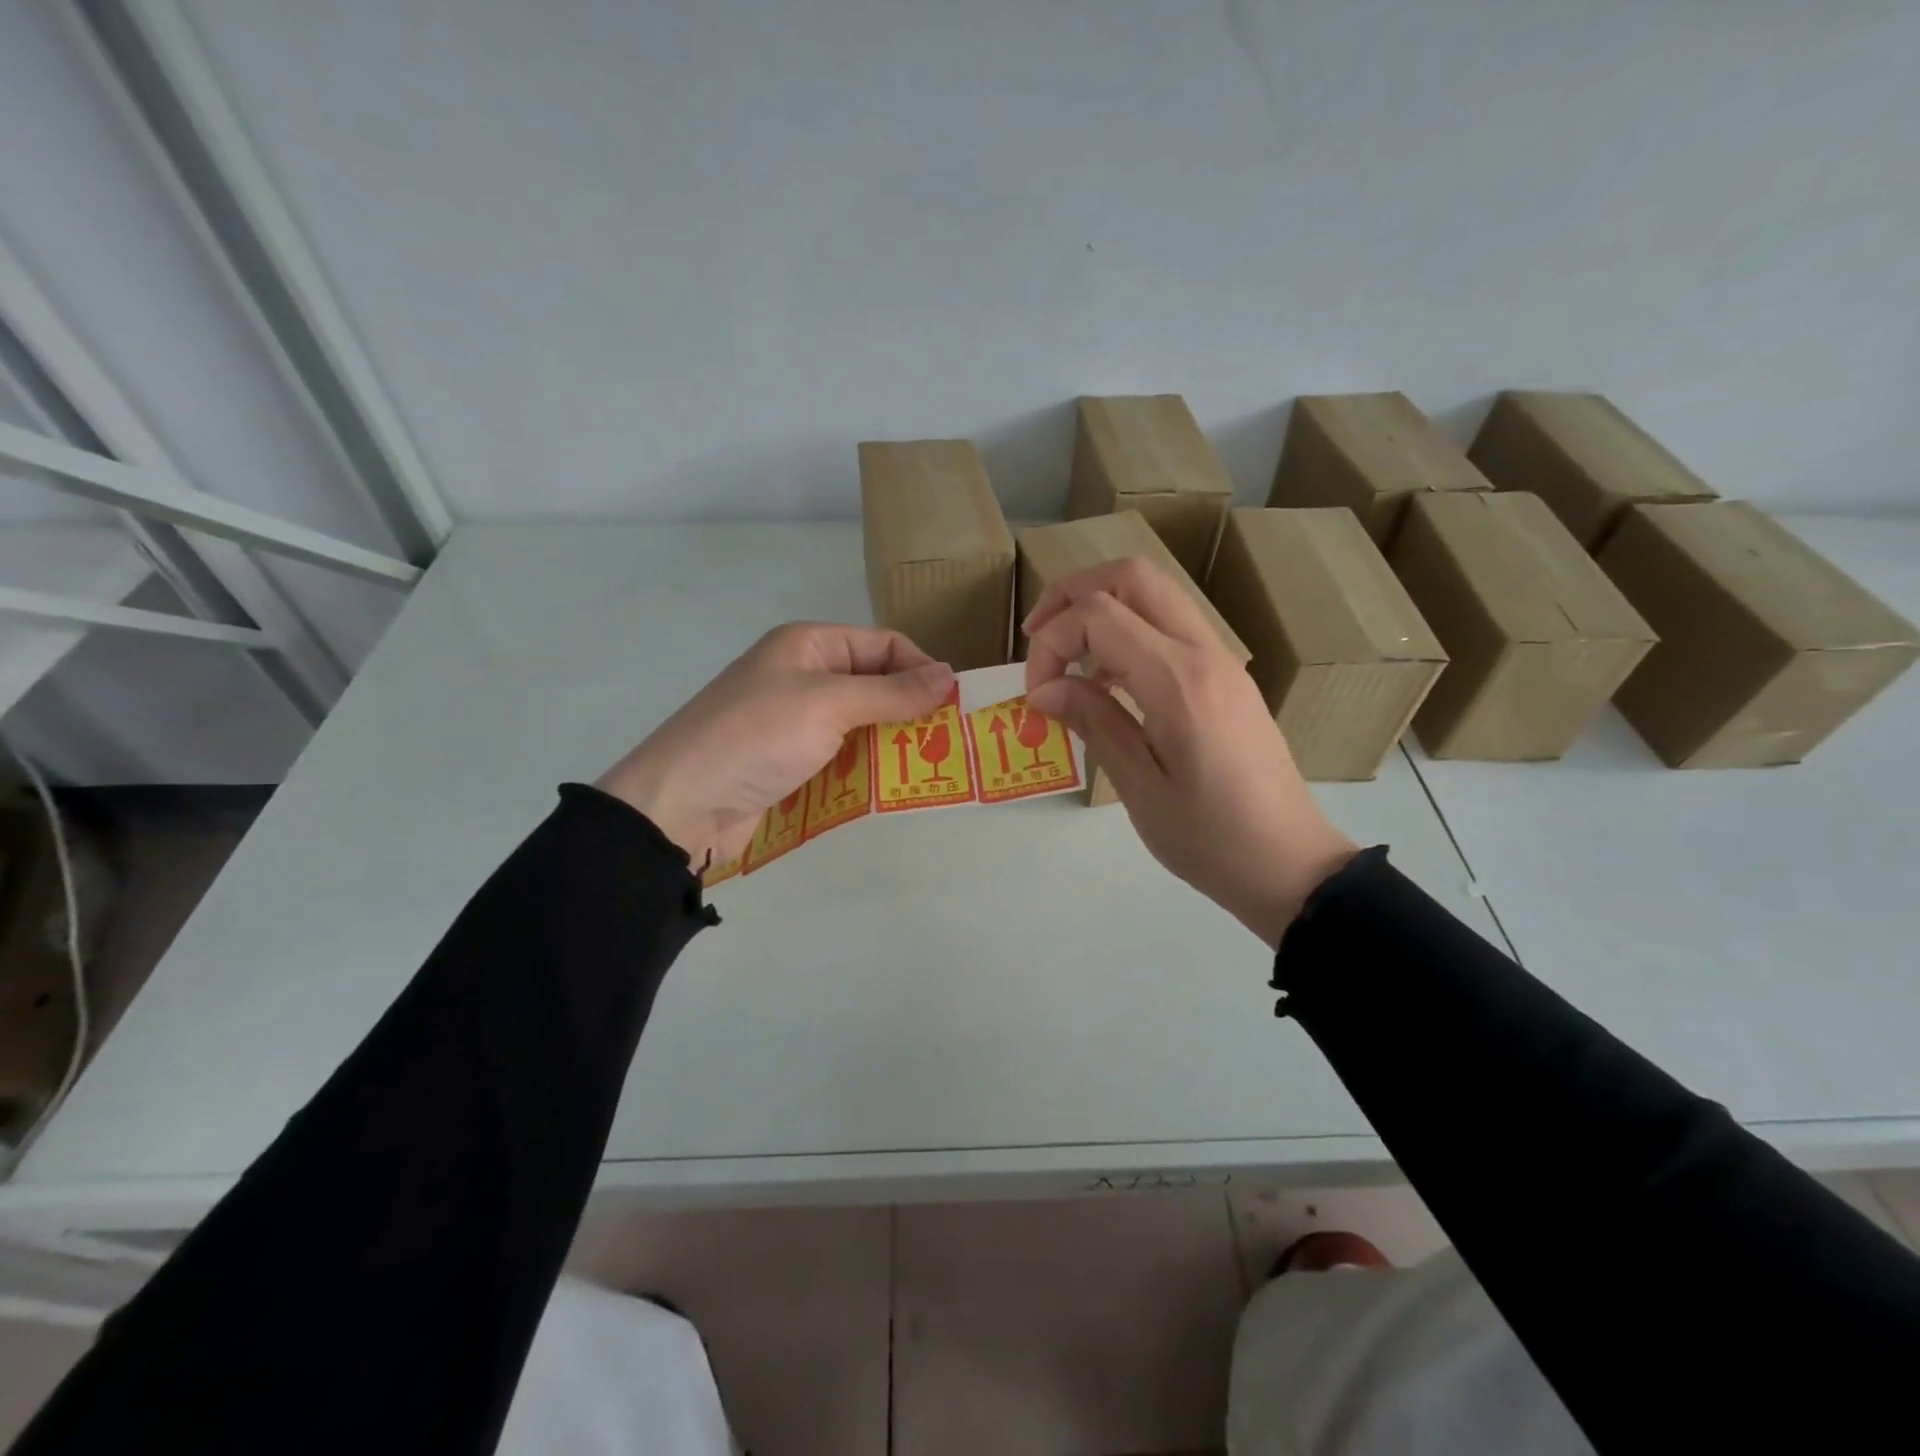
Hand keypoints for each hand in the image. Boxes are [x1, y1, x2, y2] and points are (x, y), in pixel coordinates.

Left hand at [598, 624, 953, 868]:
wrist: (679, 805)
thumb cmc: (756, 737)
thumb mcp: (828, 705)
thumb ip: (892, 692)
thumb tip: (950, 675)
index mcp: (809, 645)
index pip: (883, 645)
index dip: (921, 669)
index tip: (954, 706)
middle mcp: (803, 676)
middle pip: (874, 686)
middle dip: (910, 712)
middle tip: (948, 743)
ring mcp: (794, 722)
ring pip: (861, 726)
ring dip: (891, 745)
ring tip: (928, 770)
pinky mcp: (789, 763)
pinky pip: (841, 759)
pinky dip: (865, 770)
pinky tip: (889, 789)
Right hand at [1023, 558, 1356, 946]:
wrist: (1290, 864)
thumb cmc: (1210, 839)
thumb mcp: (1140, 788)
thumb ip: (1094, 722)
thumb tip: (1044, 688)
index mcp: (1179, 681)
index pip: (1098, 615)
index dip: (1051, 642)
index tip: (1036, 695)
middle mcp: (1204, 653)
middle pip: (1132, 576)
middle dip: (1072, 594)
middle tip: (1038, 639)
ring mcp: (1222, 660)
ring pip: (1154, 593)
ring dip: (1101, 608)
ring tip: (1066, 660)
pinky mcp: (1226, 677)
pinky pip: (1171, 626)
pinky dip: (1128, 631)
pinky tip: (1106, 682)